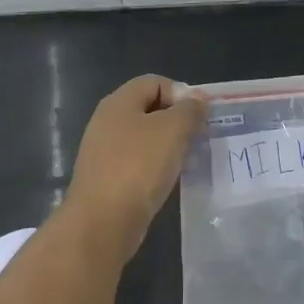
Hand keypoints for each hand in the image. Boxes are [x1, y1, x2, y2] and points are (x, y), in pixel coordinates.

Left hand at [62, 75, 206, 255]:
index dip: (181, 93)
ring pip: (145, 138)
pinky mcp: (107, 178)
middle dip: (178, 120)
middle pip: (149, 109)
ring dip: (169, 145)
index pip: (155, 82)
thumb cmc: (139, 167)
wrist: (103, 222)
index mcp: (119, 102)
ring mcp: (104, 151)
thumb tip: (198, 98)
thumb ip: (189, 110)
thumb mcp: (173, 131)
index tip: (200, 116)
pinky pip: (138, 162)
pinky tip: (170, 180)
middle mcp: (108, 121)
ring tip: (188, 160)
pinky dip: (156, 167)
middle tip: (199, 138)